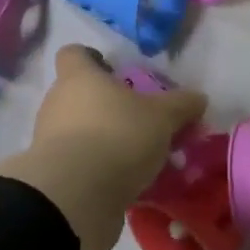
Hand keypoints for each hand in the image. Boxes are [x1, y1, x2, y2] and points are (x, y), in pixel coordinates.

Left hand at [0, 47, 206, 249]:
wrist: (76, 195)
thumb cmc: (117, 136)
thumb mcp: (162, 117)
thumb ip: (181, 105)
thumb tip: (198, 98)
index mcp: (79, 78)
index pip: (74, 54)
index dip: (93, 60)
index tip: (116, 74)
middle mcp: (58, 104)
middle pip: (82, 97)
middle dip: (110, 109)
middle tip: (144, 125)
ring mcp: (50, 141)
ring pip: (83, 134)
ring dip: (109, 143)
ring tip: (145, 162)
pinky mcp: (55, 175)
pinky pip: (83, 166)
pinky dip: (103, 172)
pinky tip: (132, 186)